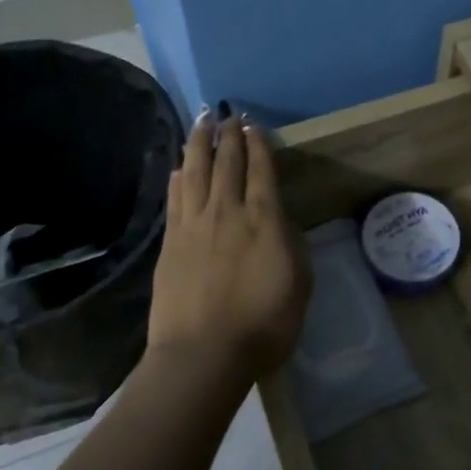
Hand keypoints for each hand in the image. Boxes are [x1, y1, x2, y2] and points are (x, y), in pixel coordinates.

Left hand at [146, 110, 312, 389]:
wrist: (204, 354)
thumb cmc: (264, 324)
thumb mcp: (299, 283)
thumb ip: (290, 243)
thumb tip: (278, 219)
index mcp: (264, 219)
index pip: (261, 170)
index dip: (258, 145)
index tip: (254, 126)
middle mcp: (228, 211)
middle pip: (227, 163)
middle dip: (229, 135)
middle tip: (228, 114)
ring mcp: (194, 224)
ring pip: (196, 171)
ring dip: (200, 144)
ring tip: (201, 123)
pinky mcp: (171, 242)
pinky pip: (176, 198)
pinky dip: (179, 177)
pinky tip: (180, 167)